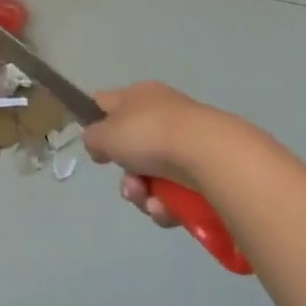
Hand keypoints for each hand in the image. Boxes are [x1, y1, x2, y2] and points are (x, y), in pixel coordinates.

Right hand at [83, 82, 246, 226]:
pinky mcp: (207, 172)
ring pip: (153, 177)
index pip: (107, 103)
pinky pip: (176, 193)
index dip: (96, 123)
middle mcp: (163, 116)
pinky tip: (168, 209)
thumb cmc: (151, 135)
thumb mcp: (105, 134)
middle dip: (126, 176)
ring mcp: (187, 144)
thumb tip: (99, 145)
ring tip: (150, 201)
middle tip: (129, 185)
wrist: (213, 157)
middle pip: (131, 150)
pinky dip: (168, 205)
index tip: (96, 148)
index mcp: (139, 96)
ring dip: (144, 194)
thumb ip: (92, 138)